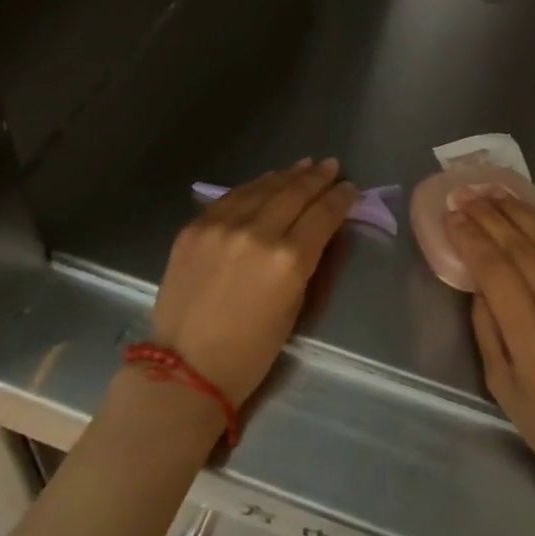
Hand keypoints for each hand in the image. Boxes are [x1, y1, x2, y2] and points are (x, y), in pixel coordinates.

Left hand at [150, 159, 356, 406]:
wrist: (184, 370)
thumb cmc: (250, 352)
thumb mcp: (294, 307)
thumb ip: (306, 262)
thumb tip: (317, 230)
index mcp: (288, 260)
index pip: (322, 215)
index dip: (340, 198)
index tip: (350, 188)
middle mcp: (257, 233)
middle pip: (295, 193)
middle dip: (317, 178)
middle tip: (331, 166)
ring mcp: (222, 226)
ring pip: (263, 187)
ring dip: (287, 175)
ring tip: (304, 165)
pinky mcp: (195, 227)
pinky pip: (231, 197)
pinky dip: (254, 186)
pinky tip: (266, 181)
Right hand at [451, 192, 534, 515]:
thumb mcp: (502, 387)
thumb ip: (486, 325)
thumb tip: (479, 274)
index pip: (496, 270)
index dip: (471, 237)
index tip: (452, 215)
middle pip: (523, 247)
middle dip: (490, 216)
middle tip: (467, 195)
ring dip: (521, 212)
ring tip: (496, 195)